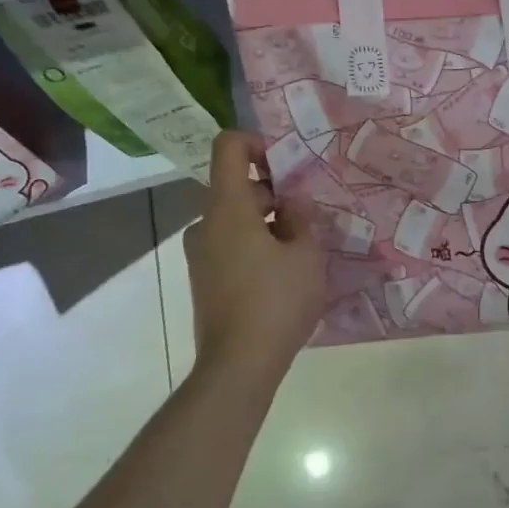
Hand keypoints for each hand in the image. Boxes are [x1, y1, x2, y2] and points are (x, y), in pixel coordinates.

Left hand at [183, 132, 324, 382]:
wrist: (238, 365)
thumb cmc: (277, 302)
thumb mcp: (306, 255)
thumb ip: (301, 219)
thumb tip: (291, 205)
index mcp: (227, 208)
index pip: (228, 147)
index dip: (256, 143)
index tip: (286, 166)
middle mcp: (205, 224)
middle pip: (235, 186)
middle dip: (273, 192)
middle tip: (308, 215)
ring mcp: (200, 254)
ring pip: (234, 219)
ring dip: (266, 222)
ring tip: (302, 248)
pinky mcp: (204, 279)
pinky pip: (230, 245)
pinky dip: (255, 245)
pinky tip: (283, 273)